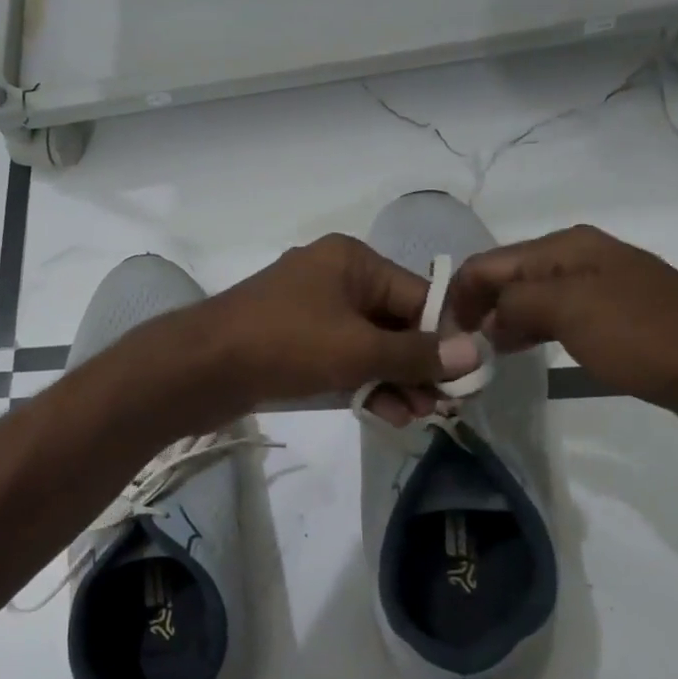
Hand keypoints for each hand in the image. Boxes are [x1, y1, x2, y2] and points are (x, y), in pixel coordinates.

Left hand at [190, 235, 481, 423]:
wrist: (201, 368)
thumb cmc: (286, 344)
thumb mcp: (359, 349)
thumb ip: (417, 354)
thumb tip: (476, 353)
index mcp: (351, 261)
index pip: (417, 295)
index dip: (444, 338)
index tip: (467, 378)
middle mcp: (332, 277)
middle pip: (393, 321)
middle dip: (417, 366)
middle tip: (441, 407)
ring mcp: (307, 310)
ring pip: (366, 344)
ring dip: (392, 380)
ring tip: (415, 418)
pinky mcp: (290, 341)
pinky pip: (338, 358)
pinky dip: (360, 382)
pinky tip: (384, 414)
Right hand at [448, 225, 677, 410]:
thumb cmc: (644, 337)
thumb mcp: (569, 309)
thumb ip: (515, 302)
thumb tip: (488, 317)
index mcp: (567, 247)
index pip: (488, 262)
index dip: (459, 295)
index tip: (440, 336)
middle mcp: (580, 259)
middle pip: (507, 278)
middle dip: (478, 308)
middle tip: (458, 350)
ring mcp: (599, 289)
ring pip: (529, 300)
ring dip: (502, 323)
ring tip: (482, 356)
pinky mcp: (615, 319)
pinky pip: (555, 319)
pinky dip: (531, 333)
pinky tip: (521, 353)